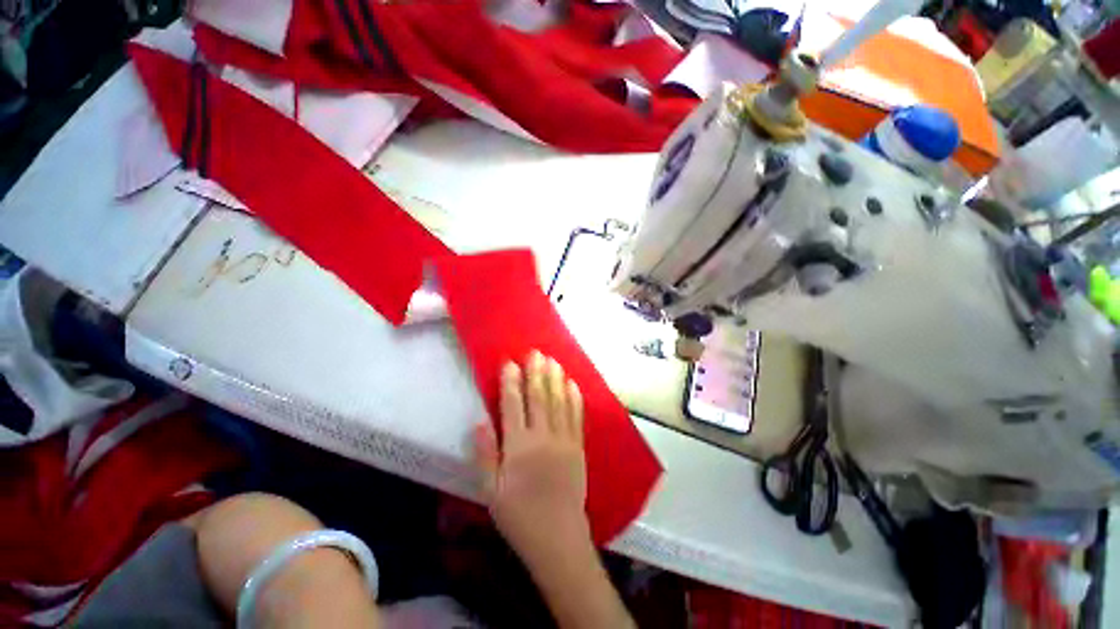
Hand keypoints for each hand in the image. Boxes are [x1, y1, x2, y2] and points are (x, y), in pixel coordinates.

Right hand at [474, 350, 587, 559]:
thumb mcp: (491, 491)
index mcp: (518, 447)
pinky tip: (572, 383)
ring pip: (559, 401)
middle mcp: (542, 437)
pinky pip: (577, 416)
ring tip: (553, 359)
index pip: (513, 405)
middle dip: (536, 372)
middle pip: (539, 397)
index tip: (510, 362)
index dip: (511, 381)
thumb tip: (480, 421)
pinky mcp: (578, 446)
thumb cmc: (519, 515)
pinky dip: (574, 397)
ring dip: (556, 378)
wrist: (557, 536)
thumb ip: (486, 454)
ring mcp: (564, 440)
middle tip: (535, 352)